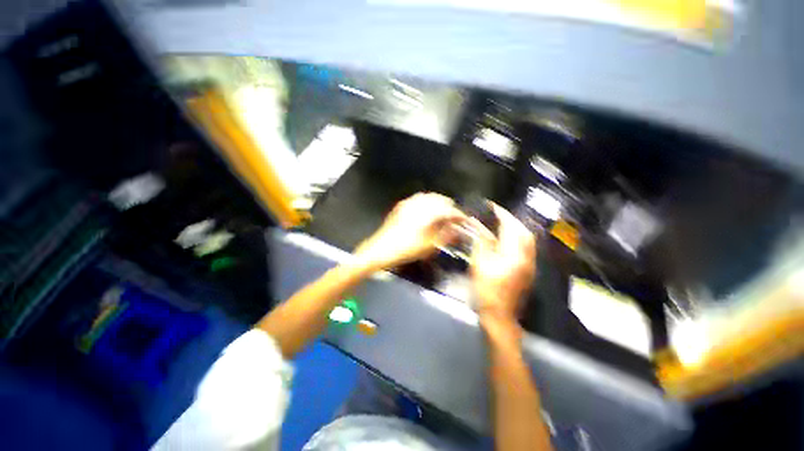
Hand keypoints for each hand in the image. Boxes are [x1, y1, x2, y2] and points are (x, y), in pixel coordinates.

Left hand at [354, 193, 465, 270]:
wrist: (380, 249)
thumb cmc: (406, 249)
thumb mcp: (429, 246)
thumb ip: (445, 235)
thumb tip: (455, 229)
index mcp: (428, 213)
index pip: (449, 210)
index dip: (459, 215)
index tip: (463, 220)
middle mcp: (420, 204)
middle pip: (440, 199)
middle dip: (449, 207)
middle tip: (452, 218)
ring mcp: (409, 203)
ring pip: (429, 197)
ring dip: (438, 204)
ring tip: (441, 215)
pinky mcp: (401, 206)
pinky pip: (418, 199)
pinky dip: (426, 203)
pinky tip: (426, 212)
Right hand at [470, 203, 535, 323]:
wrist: (500, 314)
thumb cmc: (487, 290)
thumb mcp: (480, 264)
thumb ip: (482, 243)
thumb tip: (479, 227)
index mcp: (514, 255)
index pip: (511, 227)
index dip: (502, 214)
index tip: (492, 206)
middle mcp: (527, 257)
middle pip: (524, 231)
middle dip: (511, 219)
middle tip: (497, 214)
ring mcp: (529, 265)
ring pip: (527, 239)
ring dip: (516, 228)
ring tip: (501, 224)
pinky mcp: (528, 270)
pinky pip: (526, 248)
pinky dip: (518, 238)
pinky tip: (506, 239)